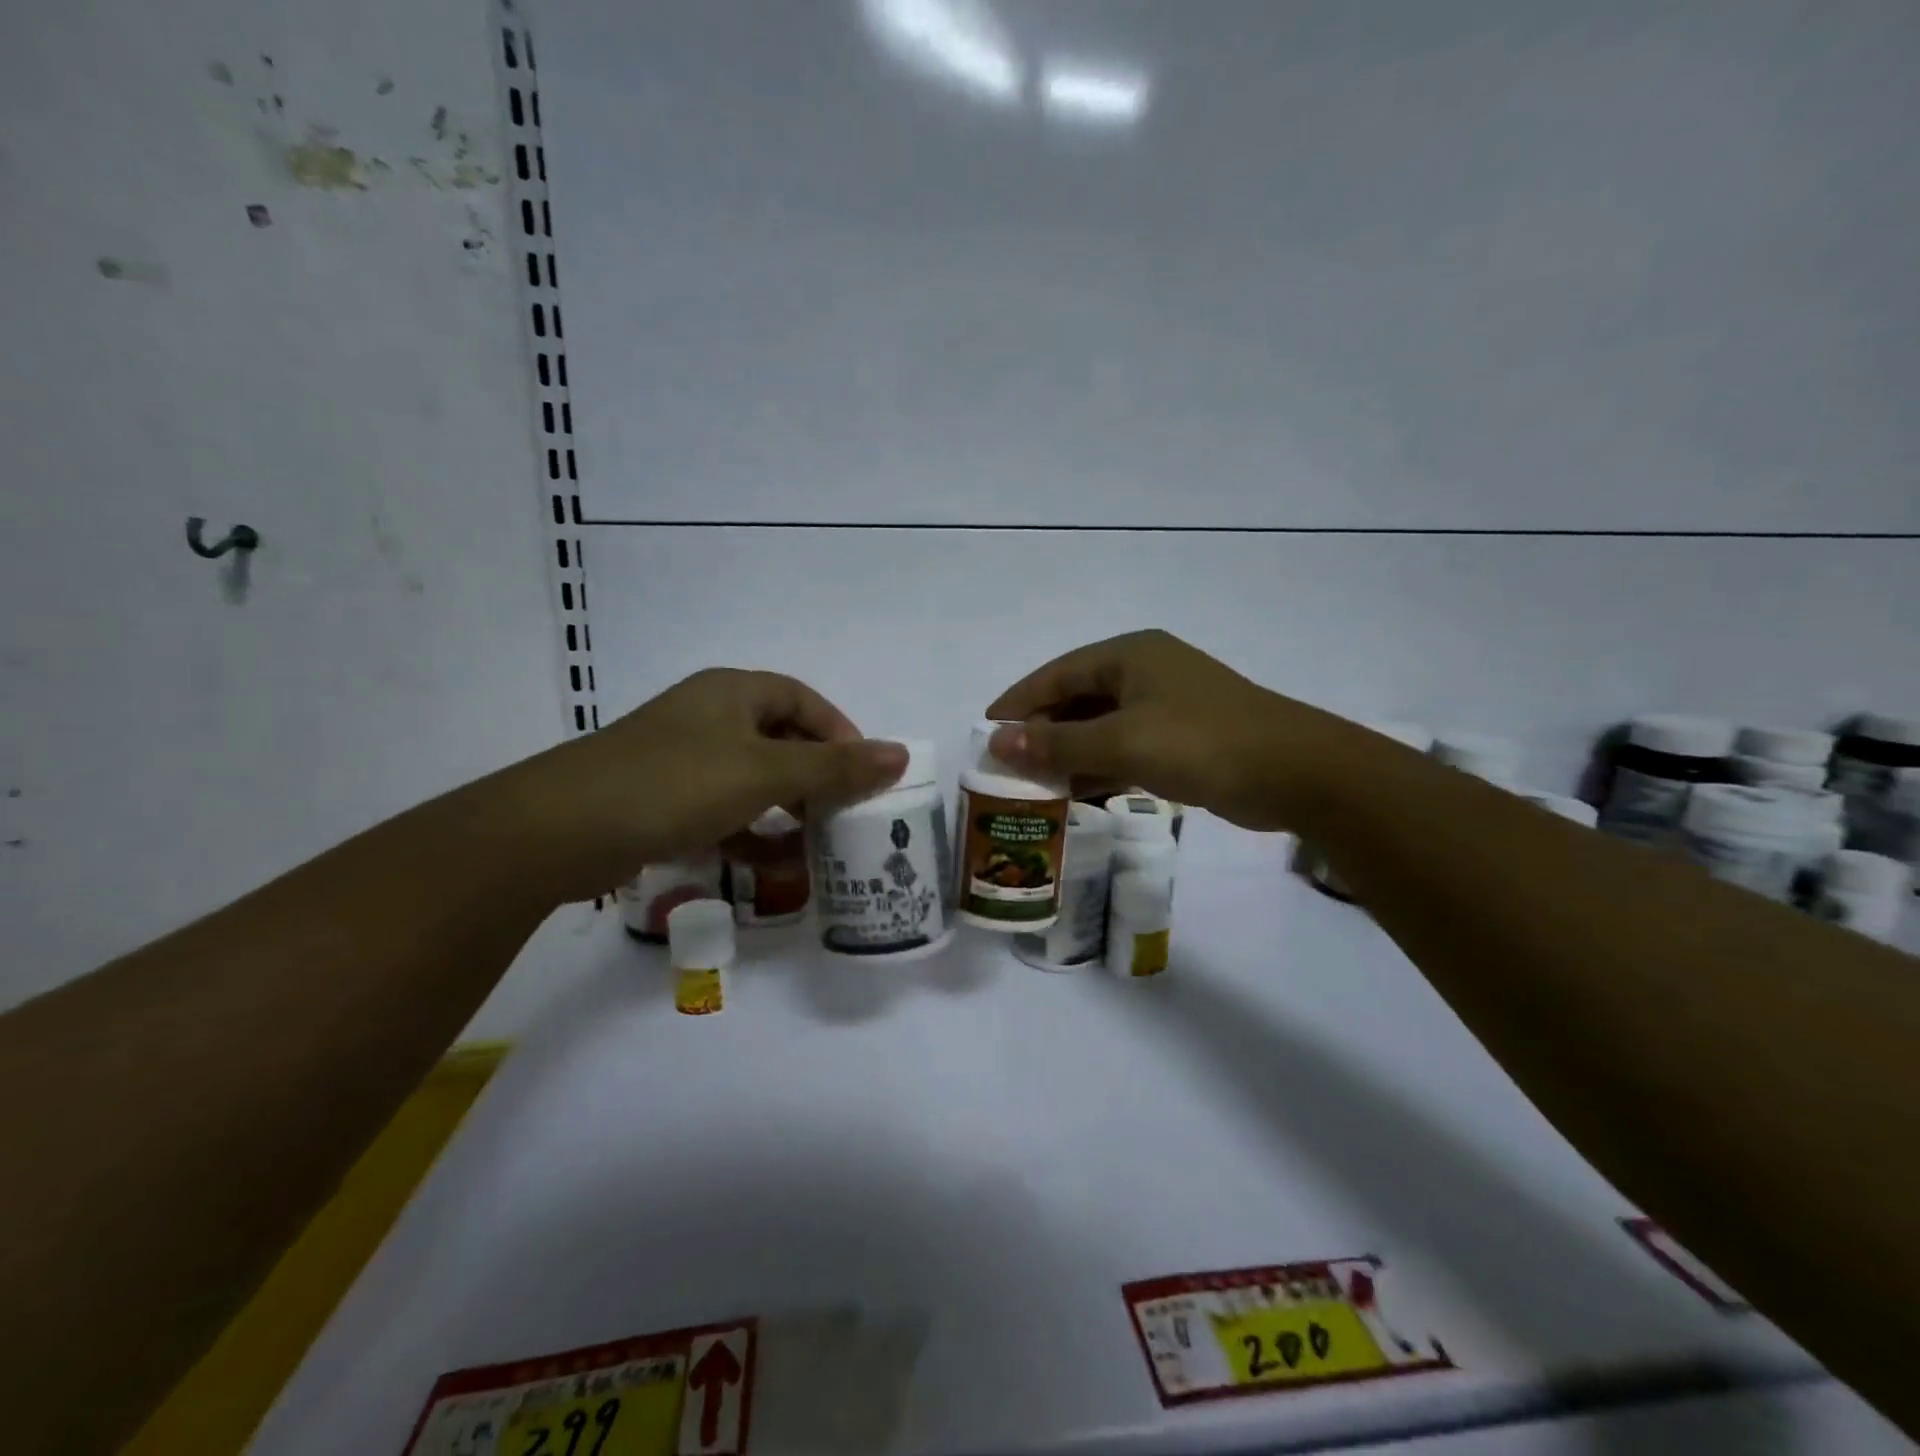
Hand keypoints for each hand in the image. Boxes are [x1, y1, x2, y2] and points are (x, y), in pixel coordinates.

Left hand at [481, 669, 906, 901]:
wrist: (559, 831)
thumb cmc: (675, 784)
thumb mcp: (764, 772)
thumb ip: (835, 767)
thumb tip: (900, 754)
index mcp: (733, 692)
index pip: (804, 701)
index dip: (840, 733)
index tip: (864, 774)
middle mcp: (709, 717)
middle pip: (780, 740)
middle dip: (816, 778)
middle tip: (845, 814)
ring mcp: (682, 760)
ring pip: (752, 780)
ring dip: (786, 811)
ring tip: (817, 846)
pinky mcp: (662, 800)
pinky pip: (723, 811)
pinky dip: (751, 834)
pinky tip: (772, 867)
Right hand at [985, 630, 1348, 830]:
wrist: (1295, 772)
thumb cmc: (1200, 742)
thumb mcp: (1121, 742)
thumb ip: (1057, 743)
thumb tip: (997, 743)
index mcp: (1129, 654)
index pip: (1057, 674)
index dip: (1018, 702)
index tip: (984, 731)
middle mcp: (1145, 672)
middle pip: (1077, 699)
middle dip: (1042, 732)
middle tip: (1007, 765)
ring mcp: (1166, 705)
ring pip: (1101, 726)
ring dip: (1069, 753)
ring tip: (1034, 785)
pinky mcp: (1181, 737)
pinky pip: (1125, 747)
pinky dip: (1100, 767)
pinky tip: (1078, 793)